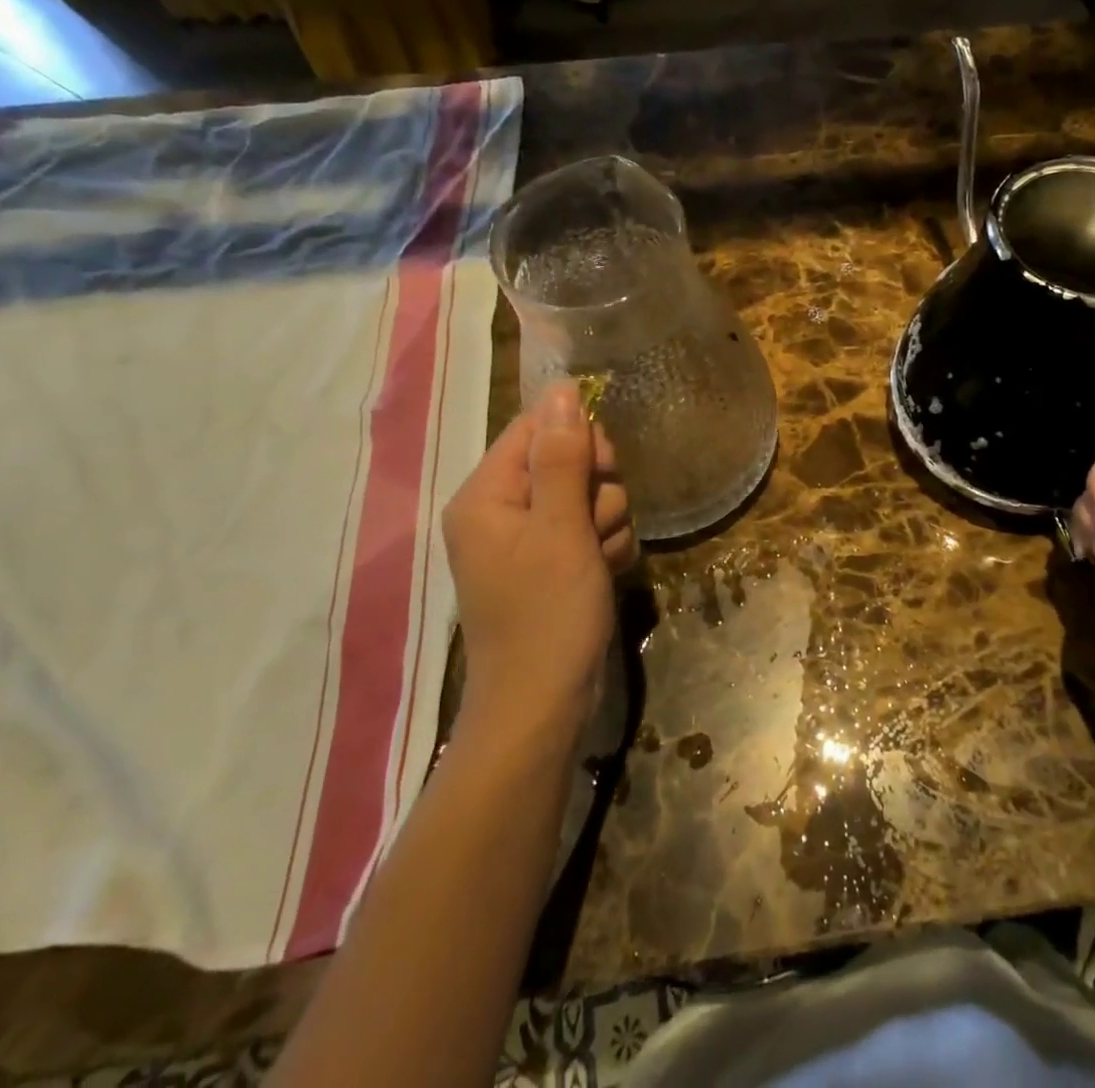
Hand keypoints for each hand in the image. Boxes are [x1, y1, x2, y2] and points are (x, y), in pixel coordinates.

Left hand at [441, 382, 636, 732]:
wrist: (543, 706)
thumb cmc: (548, 615)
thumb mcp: (562, 529)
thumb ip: (563, 457)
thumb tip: (561, 388)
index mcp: (486, 494)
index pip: (537, 428)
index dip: (580, 440)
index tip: (604, 470)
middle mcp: (501, 510)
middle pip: (567, 460)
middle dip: (597, 490)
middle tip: (595, 526)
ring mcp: (527, 540)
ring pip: (587, 496)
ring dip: (607, 523)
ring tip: (598, 561)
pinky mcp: (551, 564)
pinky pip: (589, 530)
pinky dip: (605, 547)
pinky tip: (605, 573)